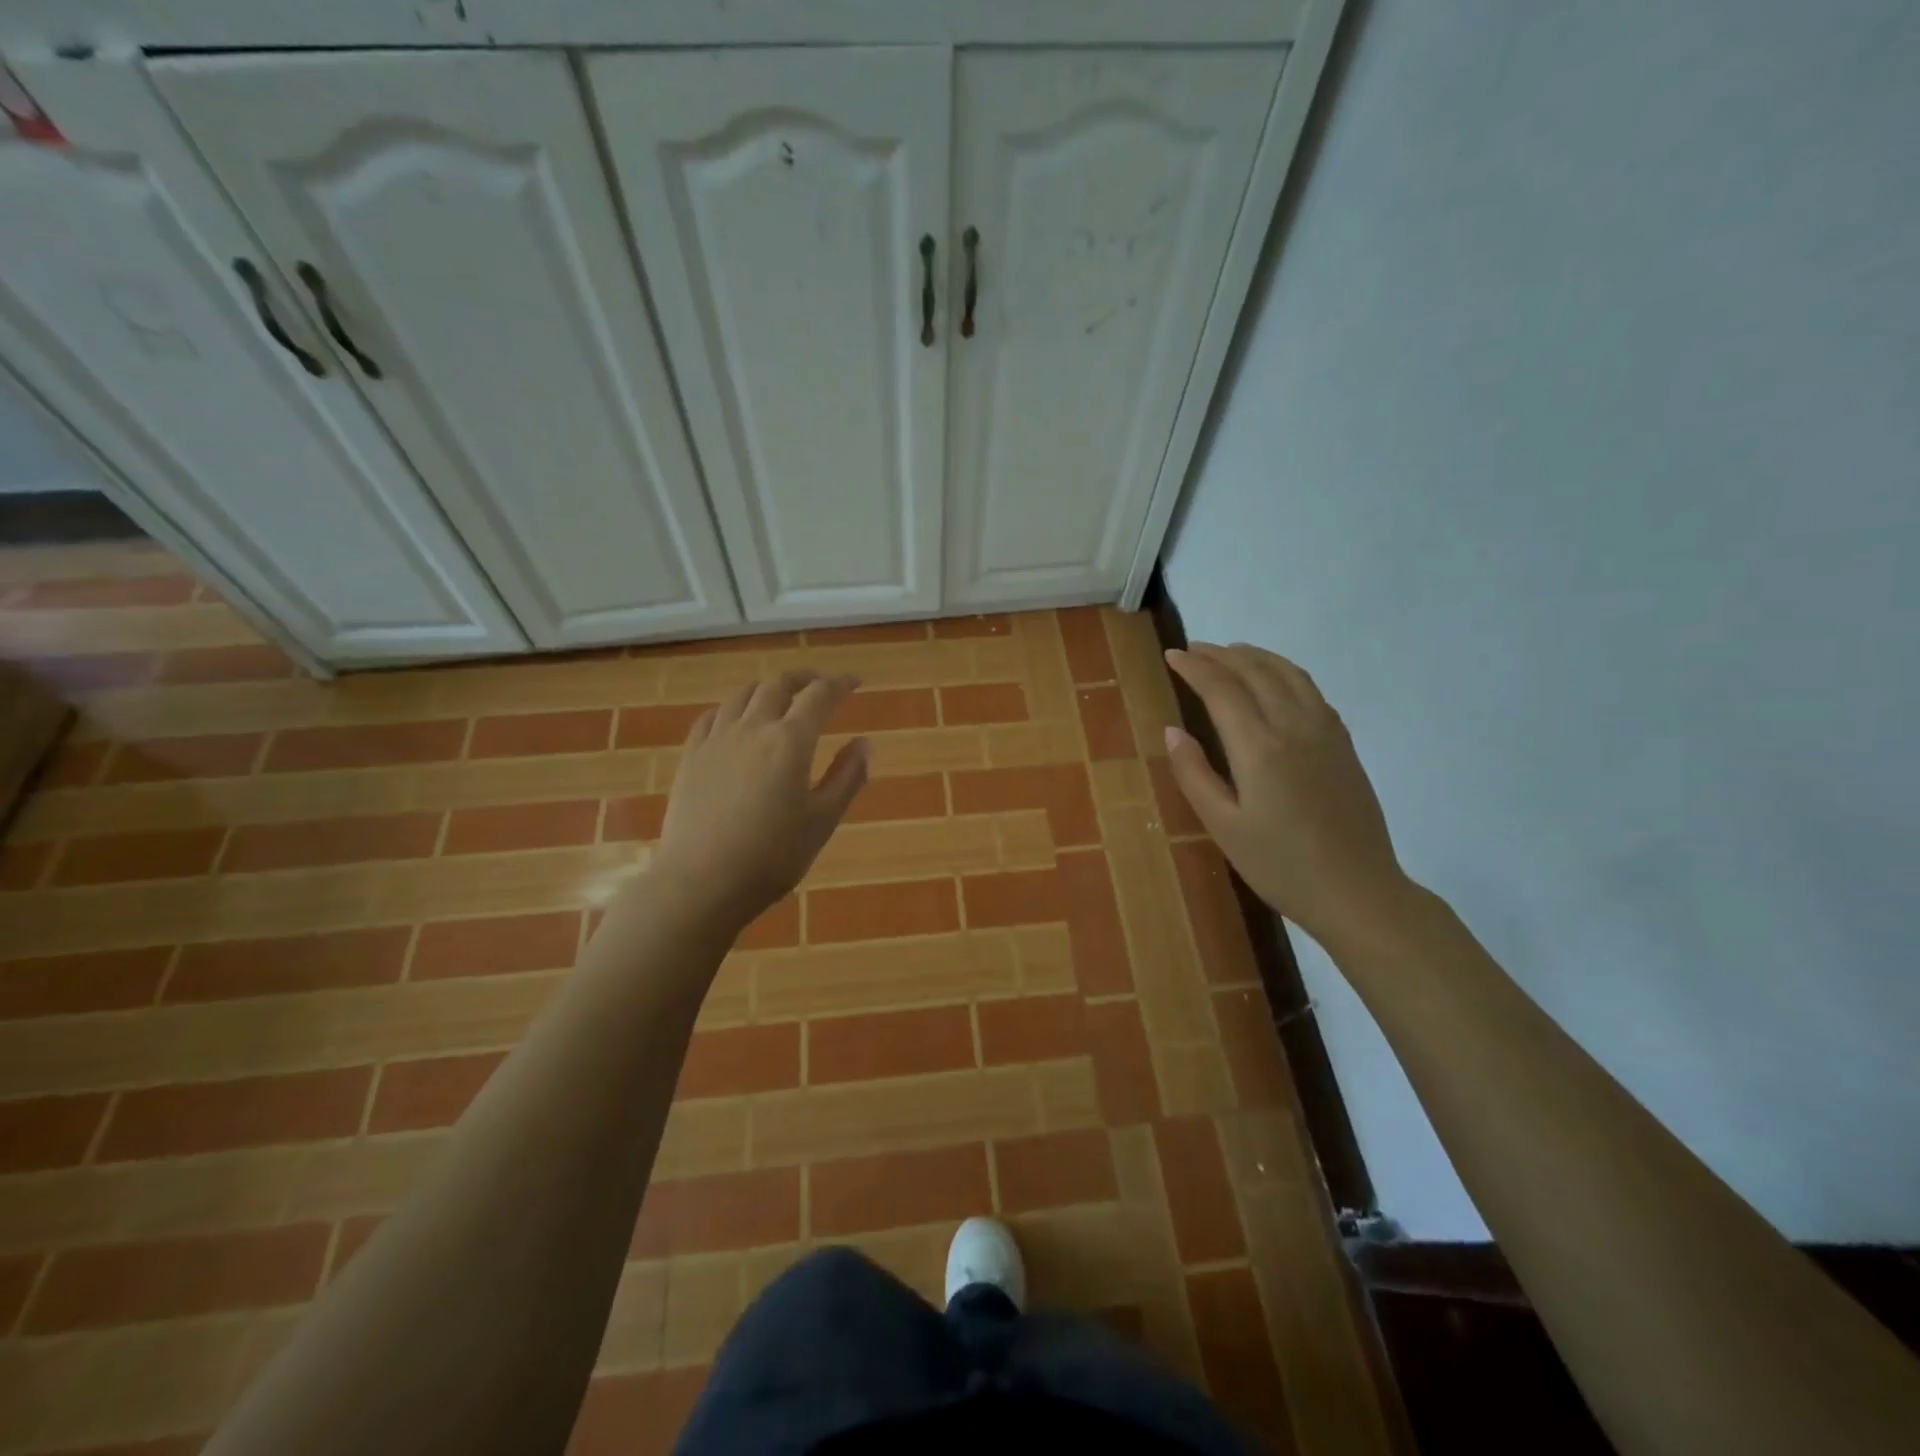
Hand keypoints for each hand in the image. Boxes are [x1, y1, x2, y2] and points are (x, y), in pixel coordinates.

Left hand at [653, 671, 868, 928]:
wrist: (701, 882)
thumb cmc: (772, 857)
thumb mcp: (822, 821)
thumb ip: (847, 777)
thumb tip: (865, 742)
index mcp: (791, 741)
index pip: (820, 695)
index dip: (840, 683)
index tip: (855, 682)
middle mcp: (753, 728)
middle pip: (778, 684)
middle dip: (804, 678)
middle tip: (821, 685)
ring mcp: (716, 740)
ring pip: (743, 694)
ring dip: (768, 687)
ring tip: (781, 696)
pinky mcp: (691, 757)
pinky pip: (712, 716)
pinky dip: (733, 707)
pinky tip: (736, 718)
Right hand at [1164, 643, 1411, 946]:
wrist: (1357, 891)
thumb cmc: (1280, 865)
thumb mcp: (1223, 826)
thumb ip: (1194, 774)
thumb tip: (1172, 731)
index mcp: (1259, 748)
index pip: (1221, 689)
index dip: (1195, 668)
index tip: (1172, 655)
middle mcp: (1294, 727)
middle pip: (1256, 672)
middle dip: (1221, 655)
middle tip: (1194, 649)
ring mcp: (1326, 732)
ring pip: (1288, 674)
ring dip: (1256, 656)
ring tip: (1231, 652)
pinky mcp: (1343, 743)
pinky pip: (1311, 690)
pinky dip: (1285, 672)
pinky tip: (1276, 681)